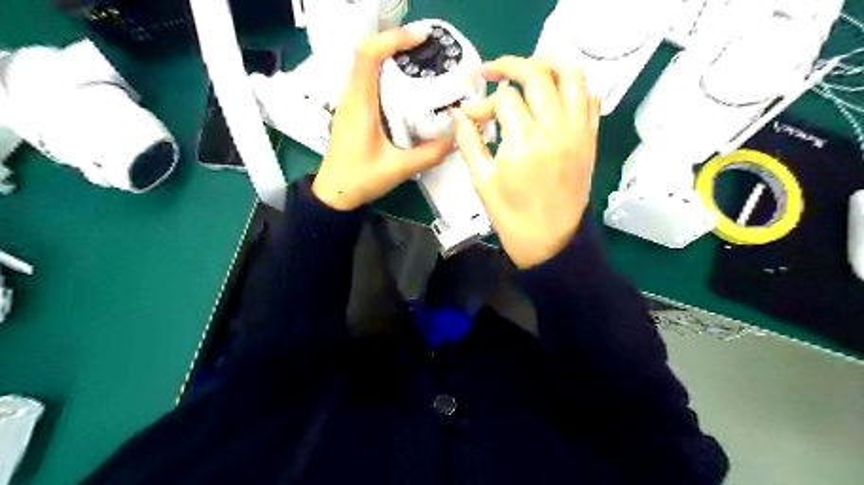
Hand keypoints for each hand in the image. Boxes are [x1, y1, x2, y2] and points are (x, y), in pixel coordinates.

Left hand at [315, 28, 454, 210]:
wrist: (334, 195)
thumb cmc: (359, 180)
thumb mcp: (398, 169)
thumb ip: (429, 154)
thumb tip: (456, 139)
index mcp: (360, 105)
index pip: (368, 55)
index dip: (393, 38)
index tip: (421, 38)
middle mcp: (351, 97)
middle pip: (367, 53)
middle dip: (395, 43)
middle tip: (426, 48)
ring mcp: (349, 103)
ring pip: (365, 65)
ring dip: (389, 55)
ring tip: (419, 60)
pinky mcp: (352, 111)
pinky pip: (366, 80)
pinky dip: (384, 72)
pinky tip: (405, 85)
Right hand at [453, 55, 602, 268]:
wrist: (551, 243)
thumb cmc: (512, 218)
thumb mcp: (482, 181)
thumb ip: (468, 142)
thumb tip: (457, 114)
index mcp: (524, 142)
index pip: (502, 100)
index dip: (482, 104)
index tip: (471, 116)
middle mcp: (555, 129)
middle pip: (538, 75)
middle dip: (511, 65)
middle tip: (493, 71)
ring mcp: (578, 132)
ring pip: (572, 76)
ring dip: (548, 63)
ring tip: (528, 68)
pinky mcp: (590, 140)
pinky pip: (591, 99)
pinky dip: (575, 87)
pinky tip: (556, 93)